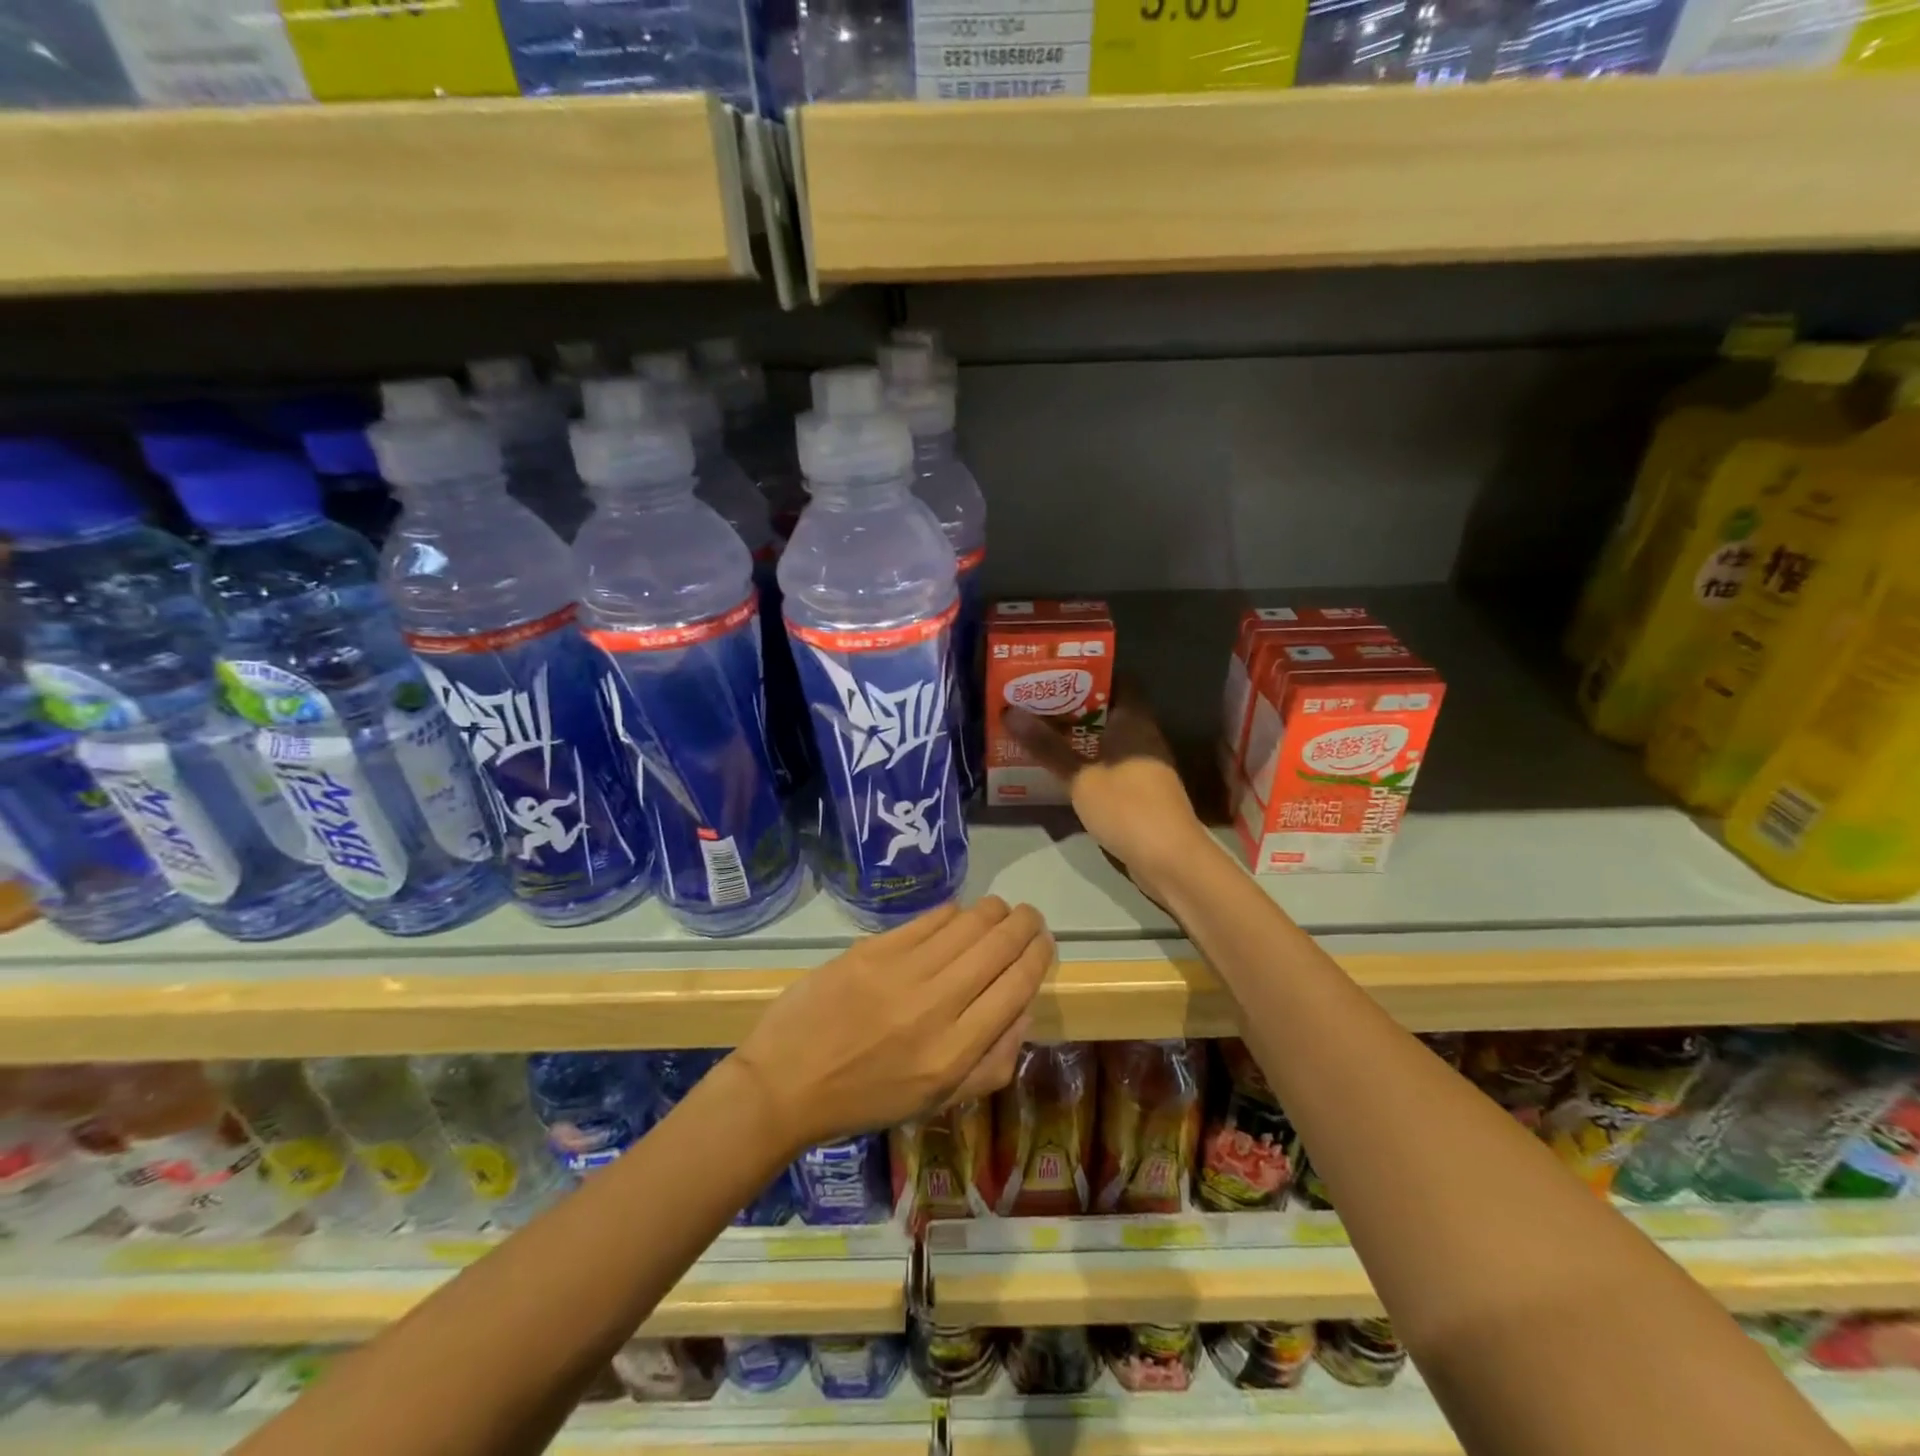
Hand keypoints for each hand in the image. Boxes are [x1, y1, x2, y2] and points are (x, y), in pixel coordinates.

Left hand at [730, 897, 1053, 1153]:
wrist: (787, 1083)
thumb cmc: (866, 1099)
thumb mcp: (937, 1101)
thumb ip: (991, 1063)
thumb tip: (1023, 1009)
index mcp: (955, 1053)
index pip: (1017, 987)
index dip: (1038, 956)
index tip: (1044, 942)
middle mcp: (936, 1006)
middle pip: (998, 946)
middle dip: (1024, 924)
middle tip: (1030, 918)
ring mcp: (902, 973)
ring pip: (968, 923)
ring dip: (994, 911)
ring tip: (999, 912)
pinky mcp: (873, 949)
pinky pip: (929, 919)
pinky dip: (953, 912)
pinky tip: (958, 915)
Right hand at [1006, 690, 1214, 906]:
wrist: (1170, 859)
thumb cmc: (1126, 807)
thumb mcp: (1080, 777)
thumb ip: (1047, 747)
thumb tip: (1010, 712)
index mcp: (1134, 721)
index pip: (1117, 681)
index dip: (1087, 674)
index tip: (1054, 674)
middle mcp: (1144, 736)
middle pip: (1109, 711)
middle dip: (1074, 707)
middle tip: (1036, 704)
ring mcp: (1146, 765)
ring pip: (1109, 740)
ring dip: (1080, 738)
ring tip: (1041, 733)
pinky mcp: (1143, 792)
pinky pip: (1112, 765)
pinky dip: (1090, 762)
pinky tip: (1064, 769)